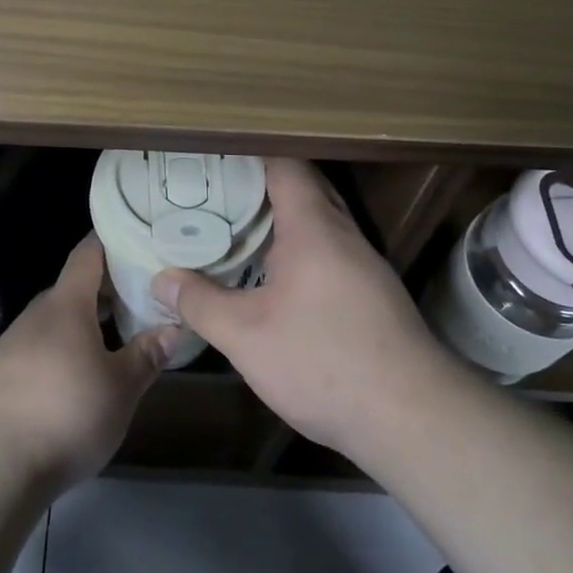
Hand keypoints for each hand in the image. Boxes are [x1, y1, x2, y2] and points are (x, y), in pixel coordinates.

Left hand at [0, 235, 178, 493]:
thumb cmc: (66, 414)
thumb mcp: (120, 388)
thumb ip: (147, 355)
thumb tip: (173, 327)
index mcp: (66, 305)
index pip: (87, 254)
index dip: (108, 241)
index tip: (133, 237)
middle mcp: (35, 315)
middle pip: (71, 289)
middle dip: (103, 291)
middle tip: (137, 298)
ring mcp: (11, 344)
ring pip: (53, 322)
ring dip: (81, 324)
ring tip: (112, 339)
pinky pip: (36, 349)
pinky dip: (59, 351)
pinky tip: (73, 378)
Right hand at [154, 159, 447, 459]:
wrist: (412, 417)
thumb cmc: (323, 362)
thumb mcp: (246, 336)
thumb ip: (200, 303)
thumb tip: (161, 280)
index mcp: (313, 227)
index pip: (284, 164)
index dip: (249, 154)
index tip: (213, 157)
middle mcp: (343, 234)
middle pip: (304, 187)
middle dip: (261, 183)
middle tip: (214, 190)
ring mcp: (364, 264)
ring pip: (319, 221)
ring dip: (281, 217)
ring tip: (235, 225)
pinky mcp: (373, 294)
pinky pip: (330, 250)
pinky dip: (299, 246)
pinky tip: (274, 274)